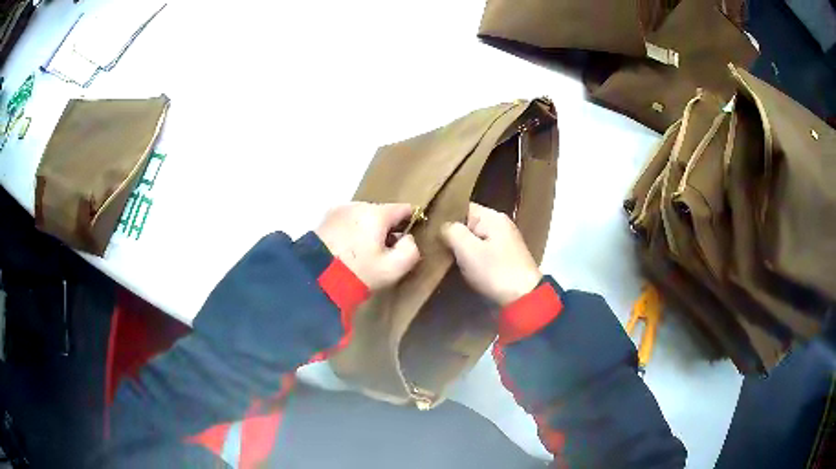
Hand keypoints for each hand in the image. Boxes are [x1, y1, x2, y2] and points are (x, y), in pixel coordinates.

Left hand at [316, 202, 420, 289]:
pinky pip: (347, 222)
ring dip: (367, 230)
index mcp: (377, 213)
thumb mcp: (393, 269)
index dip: (411, 222)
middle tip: (385, 252)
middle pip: (382, 213)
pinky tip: (348, 250)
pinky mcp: (324, 220)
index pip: (404, 209)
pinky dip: (351, 232)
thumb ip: (411, 250)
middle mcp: (358, 205)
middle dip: (386, 229)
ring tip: (364, 253)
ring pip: (363, 217)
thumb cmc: (359, 272)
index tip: (408, 239)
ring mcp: (338, 210)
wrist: (315, 278)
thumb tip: (408, 238)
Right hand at [441, 203, 541, 305]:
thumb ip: (452, 232)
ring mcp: (504, 241)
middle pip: (468, 223)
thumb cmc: (495, 272)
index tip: (428, 228)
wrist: (524, 299)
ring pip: (474, 238)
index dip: (444, 216)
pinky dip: (472, 256)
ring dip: (461, 247)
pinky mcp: (505, 257)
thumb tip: (443, 226)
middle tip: (432, 244)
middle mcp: (500, 224)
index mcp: (493, 217)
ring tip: (443, 255)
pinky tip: (461, 265)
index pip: (462, 207)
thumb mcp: (468, 250)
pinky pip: (482, 250)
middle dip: (452, 233)